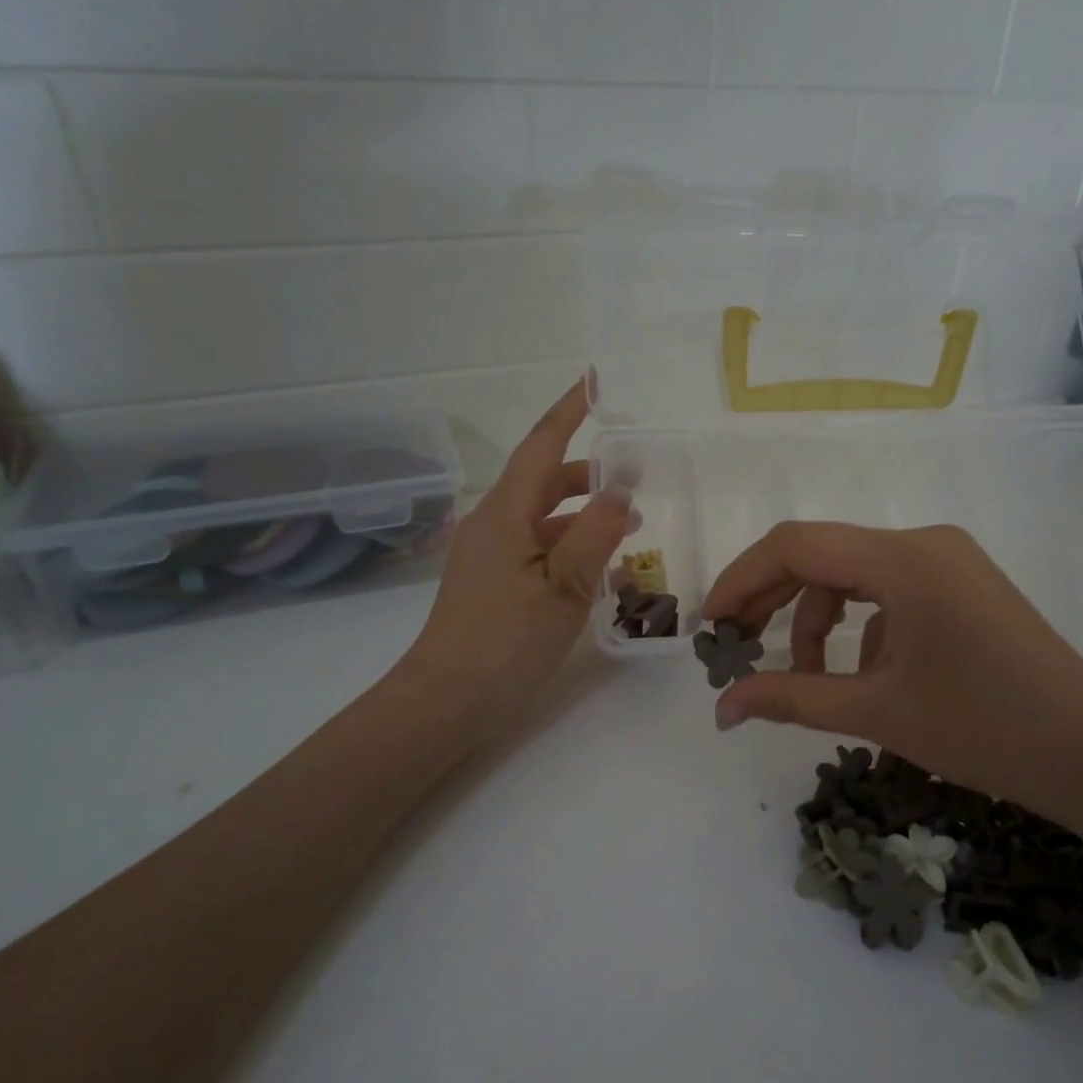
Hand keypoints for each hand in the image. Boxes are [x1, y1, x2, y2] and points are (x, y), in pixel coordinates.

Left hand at [402, 379, 630, 737]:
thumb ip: (595, 535)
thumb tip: (623, 487)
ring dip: (584, 513)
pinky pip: (537, 546)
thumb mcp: (562, 589)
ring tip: (632, 523)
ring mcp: (490, 554)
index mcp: (505, 515)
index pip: (541, 446)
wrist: (447, 701)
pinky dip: (570, 544)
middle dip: (588, 471)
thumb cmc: (505, 642)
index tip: (594, 381)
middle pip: (544, 480)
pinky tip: (600, 566)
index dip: (568, 411)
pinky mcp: (493, 581)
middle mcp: (493, 524)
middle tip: (635, 470)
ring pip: (543, 516)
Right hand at [700, 522, 1082, 826]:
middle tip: (735, 648)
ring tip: (808, 681)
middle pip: (822, 556)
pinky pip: (889, 592)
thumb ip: (790, 698)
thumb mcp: (876, 713)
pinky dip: (860, 628)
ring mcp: (948, 561)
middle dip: (771, 601)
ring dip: (817, 622)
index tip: (711, 627)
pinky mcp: (962, 585)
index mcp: (904, 558)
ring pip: (853, 576)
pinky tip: (865, 677)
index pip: (796, 545)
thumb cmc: (983, 730)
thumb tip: (722, 708)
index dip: (741, 580)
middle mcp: (924, 543)